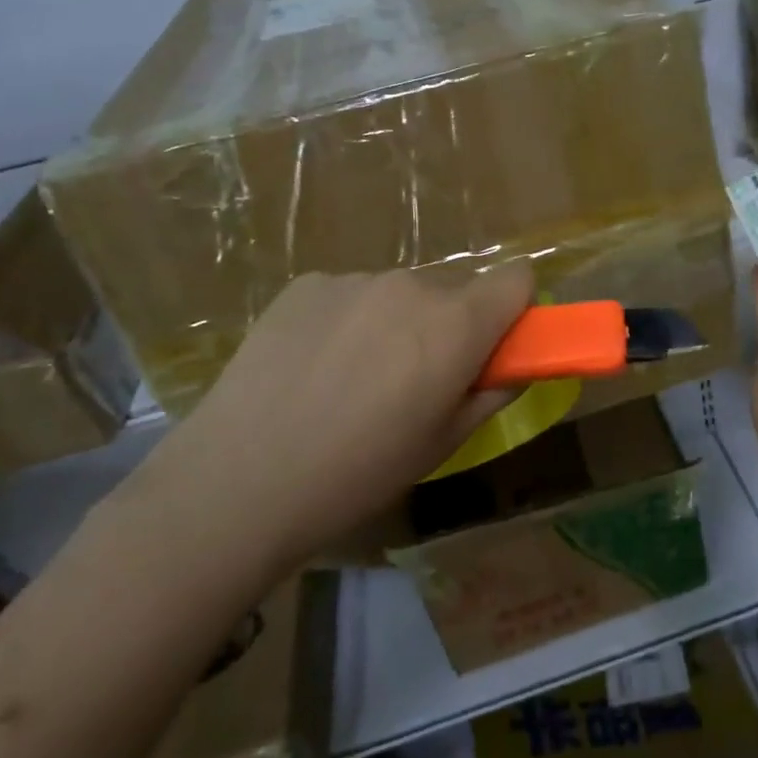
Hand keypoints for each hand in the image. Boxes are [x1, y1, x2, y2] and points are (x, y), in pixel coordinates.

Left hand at [136, 265, 533, 577]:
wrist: (240, 480)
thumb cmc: (360, 472)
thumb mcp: (444, 443)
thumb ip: (492, 393)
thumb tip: (514, 366)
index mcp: (456, 324)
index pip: (516, 277)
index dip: (514, 309)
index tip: (495, 346)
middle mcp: (410, 285)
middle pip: (455, 290)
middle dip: (451, 325)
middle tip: (416, 380)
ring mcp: (353, 280)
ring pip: (400, 294)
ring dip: (397, 323)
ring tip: (353, 381)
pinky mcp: (304, 284)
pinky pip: (351, 295)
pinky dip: (349, 321)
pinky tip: (313, 369)